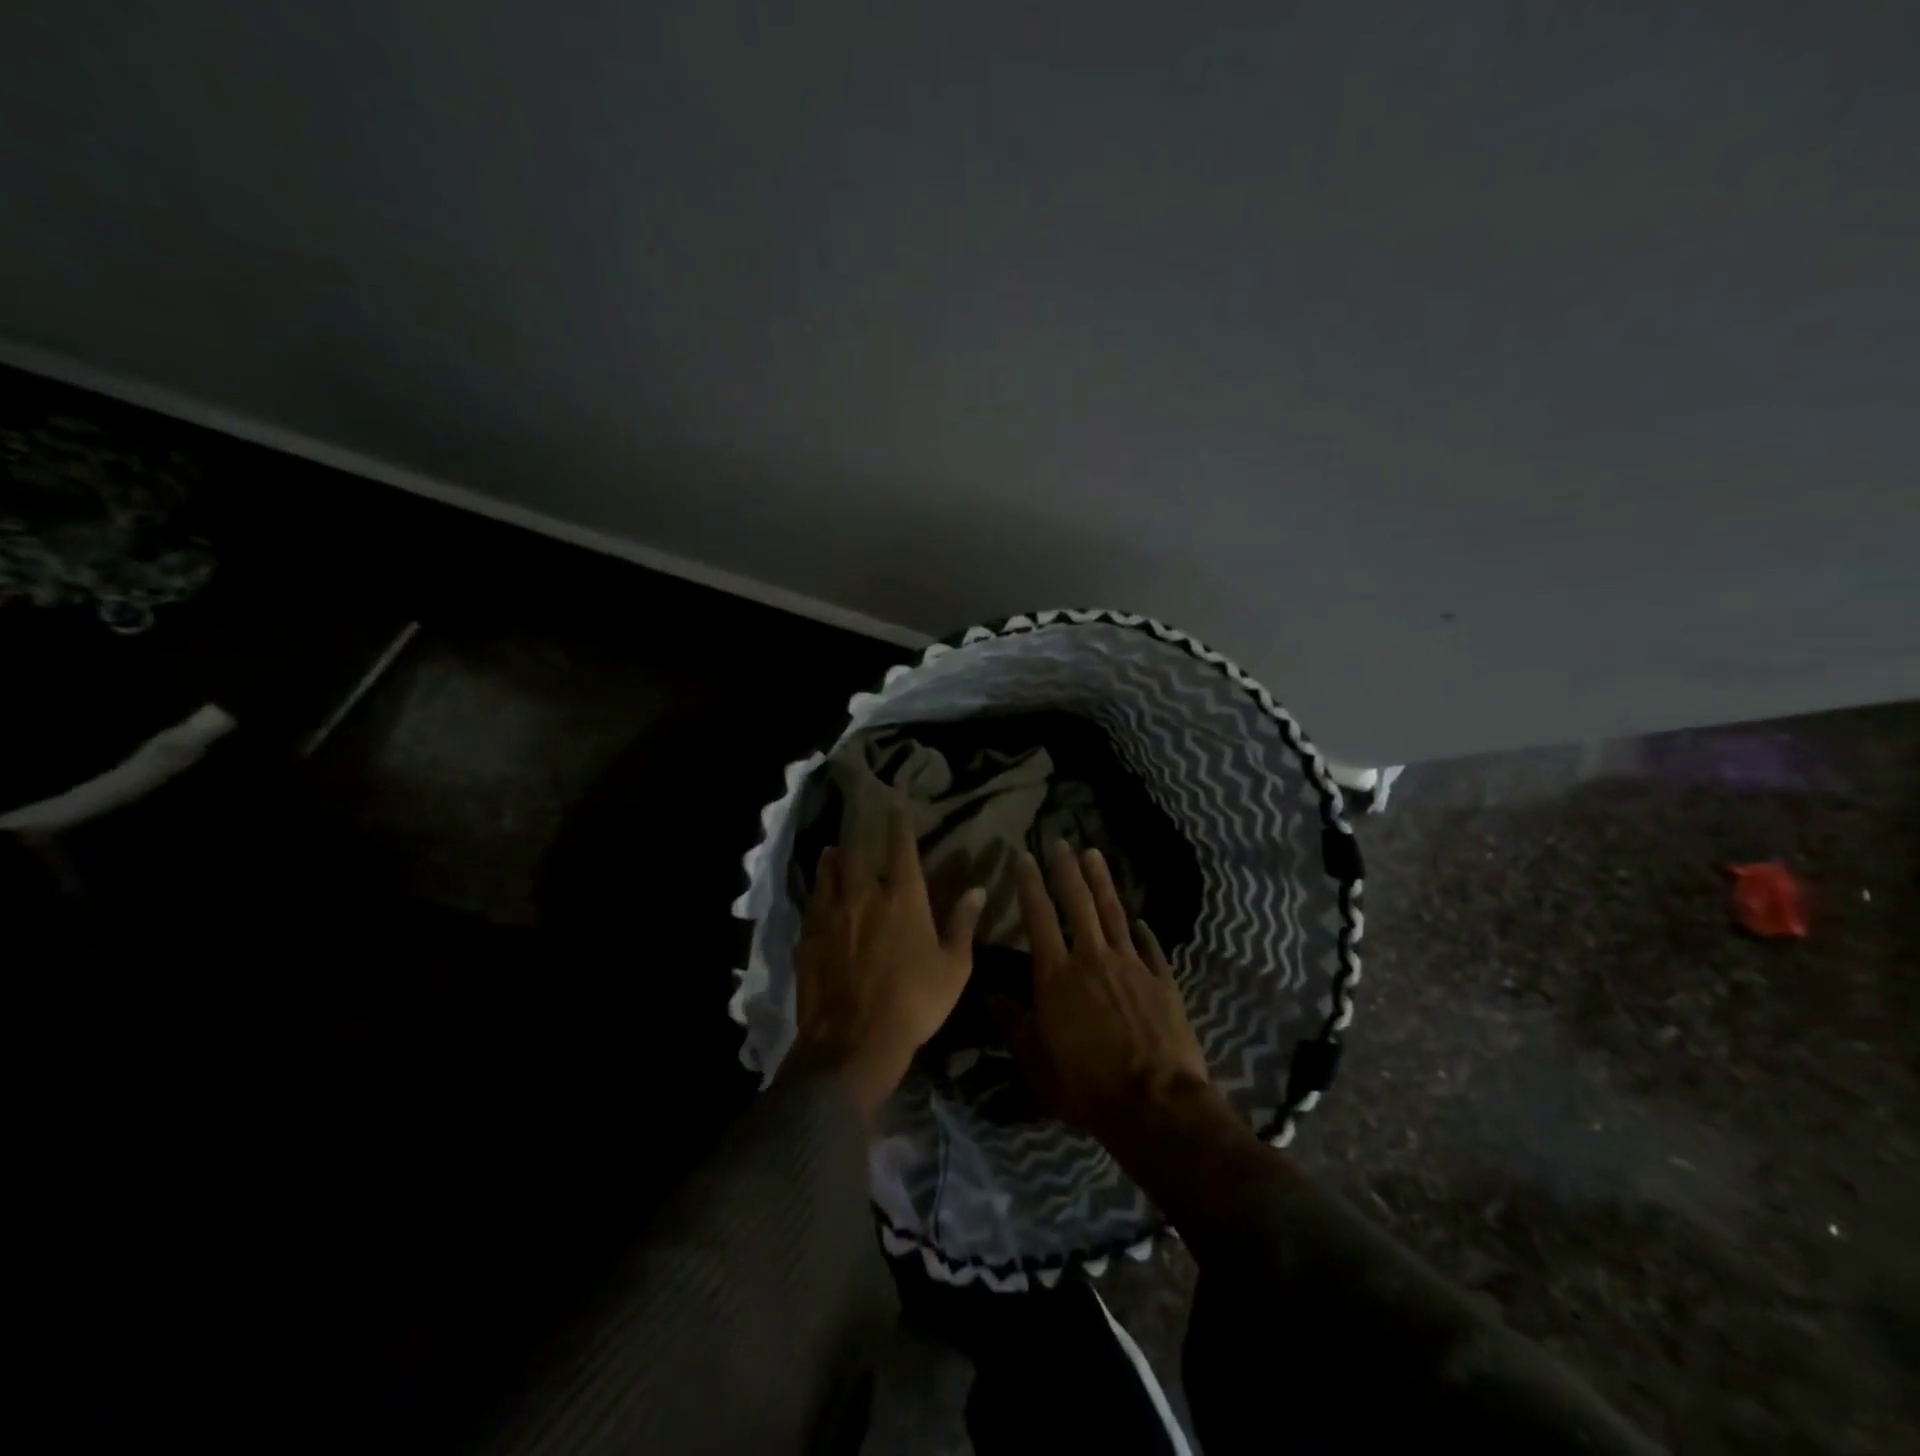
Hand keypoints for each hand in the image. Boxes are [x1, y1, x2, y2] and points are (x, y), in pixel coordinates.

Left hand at [781, 805, 985, 1119]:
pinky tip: (817, 903)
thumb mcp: (954, 967)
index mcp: (903, 898)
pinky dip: (816, 899)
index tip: (895, 806)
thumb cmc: (915, 1002)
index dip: (899, 825)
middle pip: (856, 855)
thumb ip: (963, 924)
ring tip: (831, 854)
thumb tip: (977, 889)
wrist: (854, 1041)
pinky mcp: (807, 939)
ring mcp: (830, 917)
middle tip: (857, 834)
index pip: (902, 849)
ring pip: (827, 875)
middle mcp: (863, 897)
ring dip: (831, 861)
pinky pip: (811, 908)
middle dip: (858, 840)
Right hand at [998, 842, 1214, 1148]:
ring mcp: (1131, 966)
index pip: (1038, 917)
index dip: (1030, 884)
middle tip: (1061, 842)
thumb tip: (988, 997)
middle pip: (1078, 903)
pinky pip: (1150, 948)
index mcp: (1056, 975)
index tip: (1024, 856)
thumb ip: (1012, 1024)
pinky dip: (1142, 931)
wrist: (1155, 1103)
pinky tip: (1140, 920)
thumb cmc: (1085, 1085)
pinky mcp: (1162, 982)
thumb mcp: (1036, 1061)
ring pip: (1114, 913)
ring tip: (1095, 855)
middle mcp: (1092, 959)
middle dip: (1067, 870)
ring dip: (1102, 882)